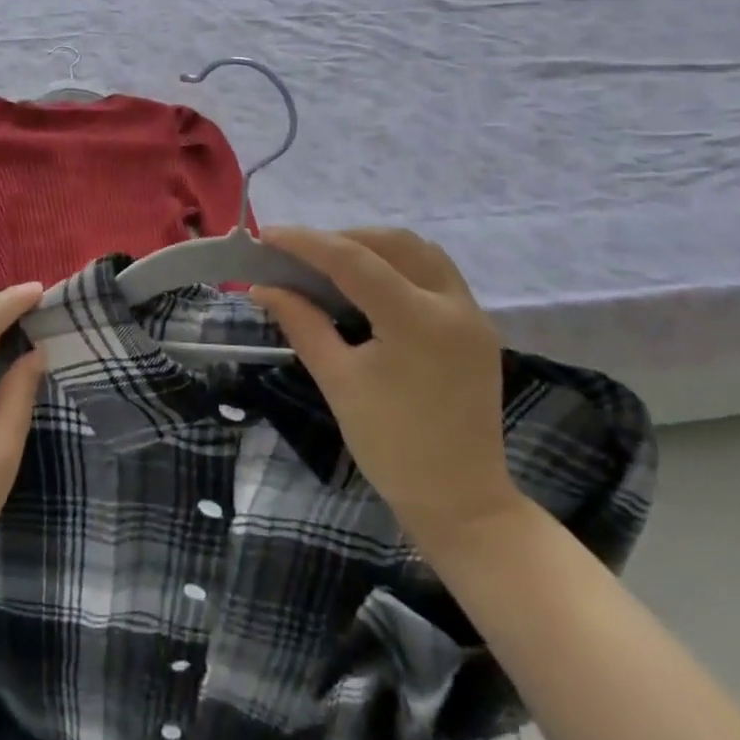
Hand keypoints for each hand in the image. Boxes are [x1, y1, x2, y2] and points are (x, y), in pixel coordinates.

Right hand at [252, 227, 521, 550]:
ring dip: (373, 246)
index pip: (353, 260)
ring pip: (419, 251)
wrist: (461, 504)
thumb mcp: (338, 380)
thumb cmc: (392, 447)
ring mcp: (472, 314)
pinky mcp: (476, 327)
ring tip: (331, 262)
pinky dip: (398, 265)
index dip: (307, 242)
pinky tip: (369, 283)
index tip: (267, 235)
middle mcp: (453, 304)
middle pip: (392, 243)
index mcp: (417, 321)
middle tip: (299, 253)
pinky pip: (435, 273)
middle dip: (341, 239)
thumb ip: (302, 323)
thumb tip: (263, 287)